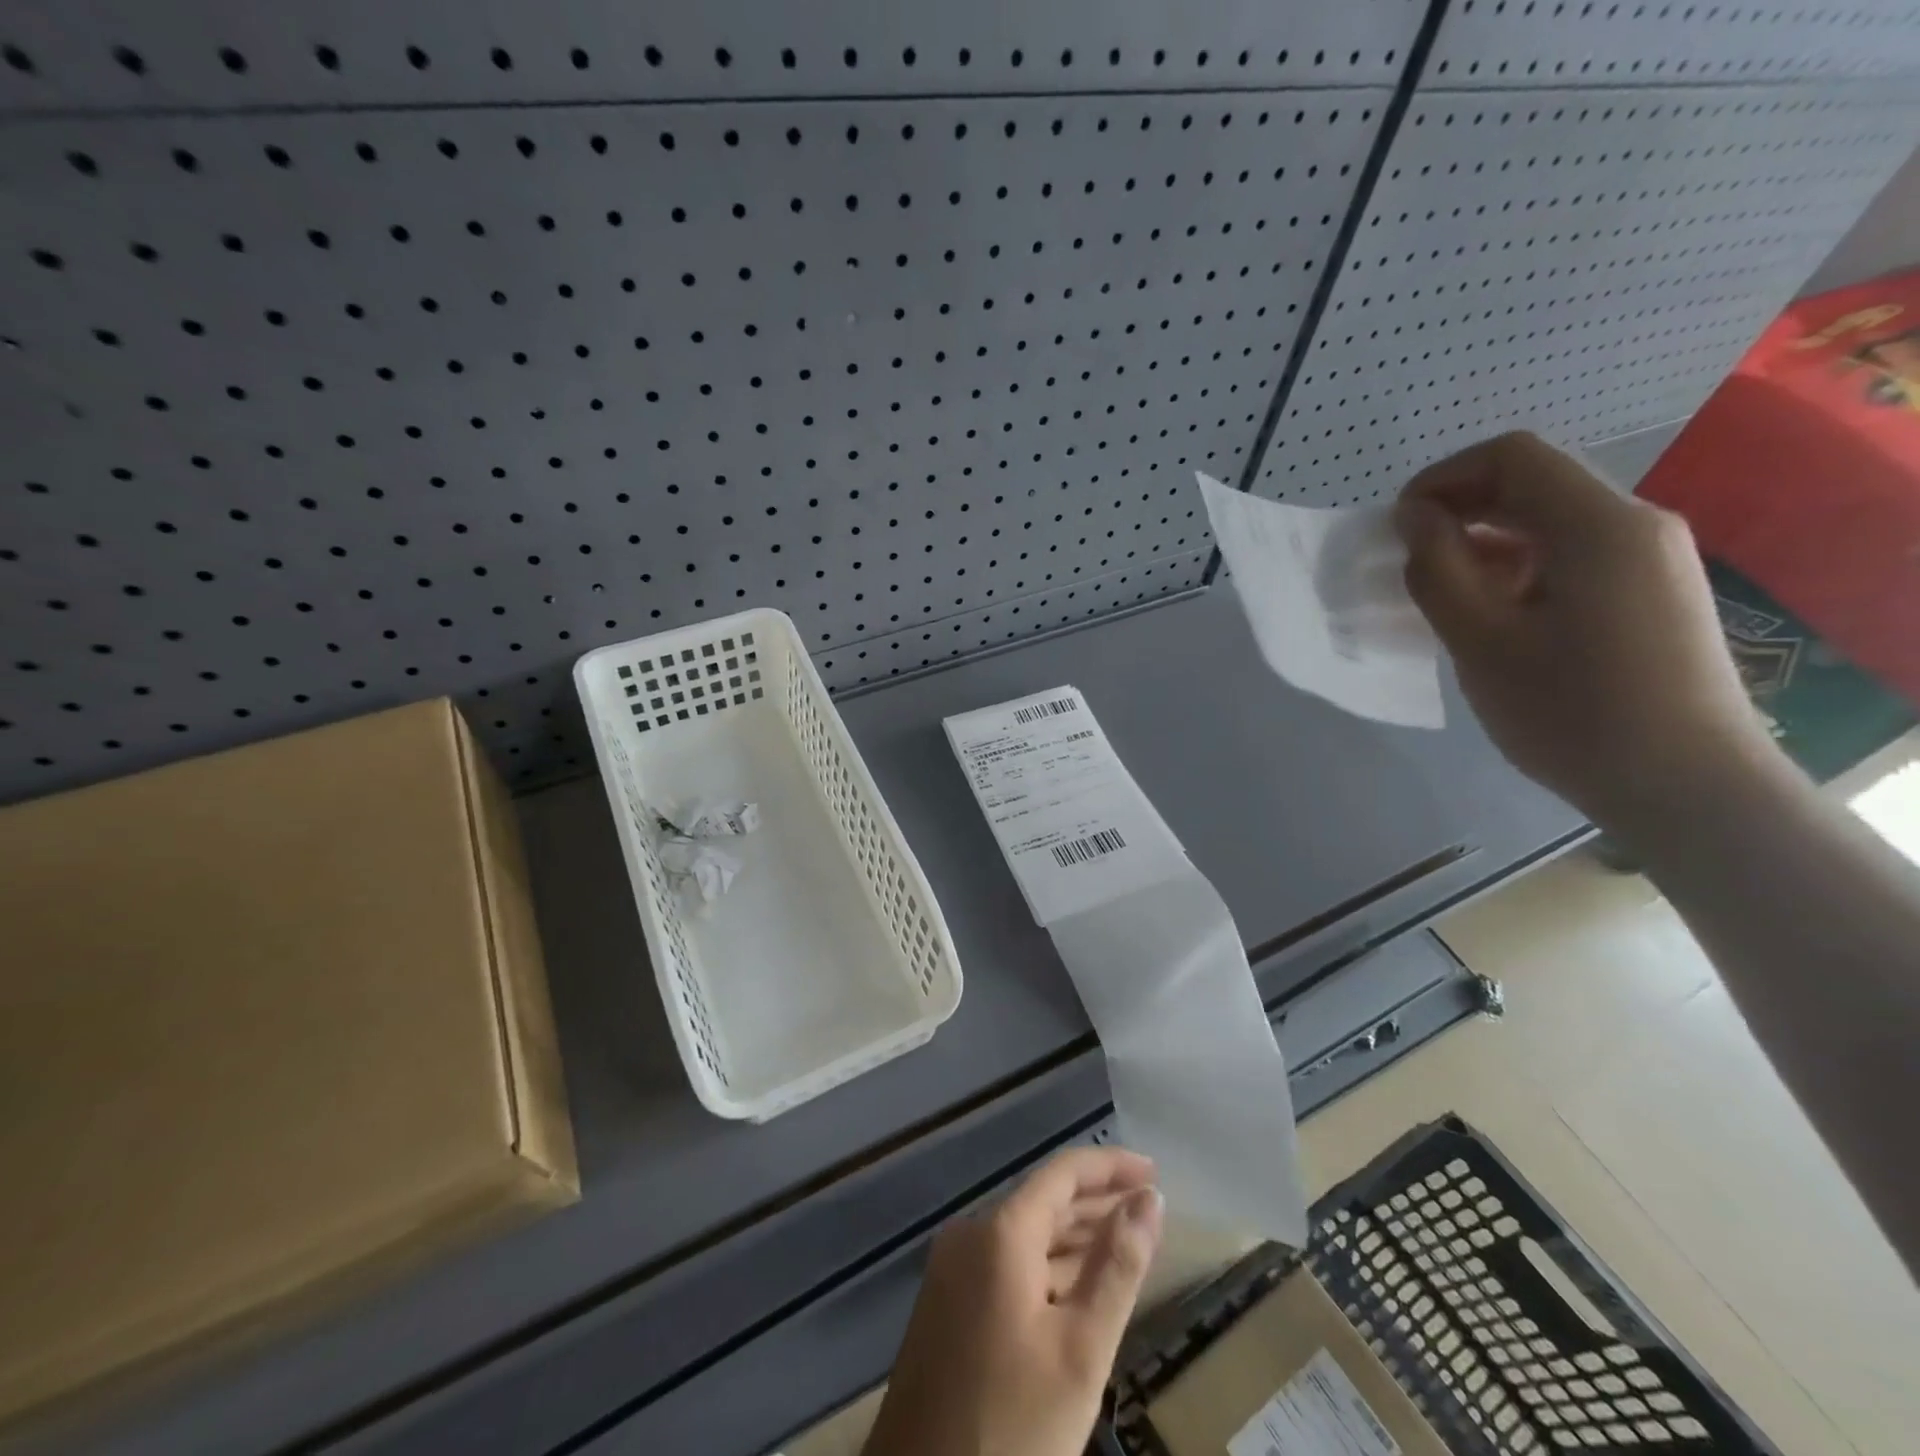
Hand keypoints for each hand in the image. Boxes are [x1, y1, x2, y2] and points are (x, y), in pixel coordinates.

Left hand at [862, 1147, 1162, 1455]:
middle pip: (1043, 1200)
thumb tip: (1150, 1198)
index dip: (1109, 1166)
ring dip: (1075, 1235)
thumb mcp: (1080, 1350)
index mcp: (999, 1232)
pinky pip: (1006, 1264)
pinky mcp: (947, 1304)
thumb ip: (1118, 1267)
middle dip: (1097, 1202)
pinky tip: (1079, 1285)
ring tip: (1127, 1241)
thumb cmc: (1012, 1426)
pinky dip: (1047, 1266)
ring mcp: (953, 1269)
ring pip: (1025, 1234)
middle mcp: (970, 1235)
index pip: (1062, 1173)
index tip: (1154, 1171)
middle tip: (1150, 1209)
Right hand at [1394, 432, 1771, 831]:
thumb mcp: (1481, 641)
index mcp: (1599, 526)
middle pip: (1535, 485)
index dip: (1443, 479)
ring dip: (1487, 543)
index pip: (1512, 457)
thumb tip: (1414, 518)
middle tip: (1408, 560)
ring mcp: (1652, 559)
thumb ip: (1438, 569)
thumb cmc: (1571, 712)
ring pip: (1552, 523)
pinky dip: (1519, 568)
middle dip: (1461, 510)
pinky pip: (1574, 556)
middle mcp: (1636, 525)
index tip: (1398, 527)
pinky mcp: (1652, 593)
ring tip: (1441, 595)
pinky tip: (1490, 614)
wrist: (1686, 785)